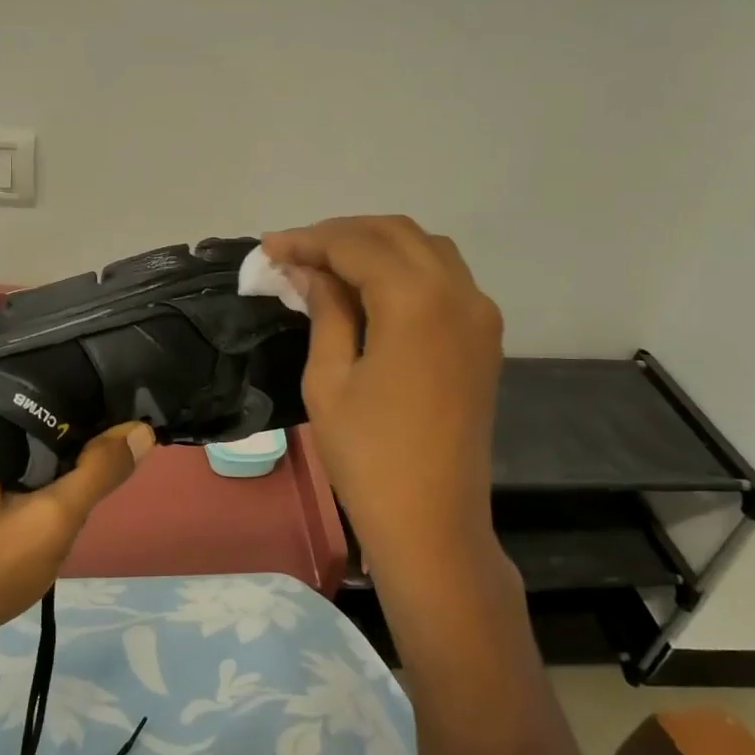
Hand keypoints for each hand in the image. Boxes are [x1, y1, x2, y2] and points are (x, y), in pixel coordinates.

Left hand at [0, 422, 155, 660]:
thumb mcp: (52, 520)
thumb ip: (97, 474)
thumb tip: (141, 430)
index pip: (46, 405)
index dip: (87, 412)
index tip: (120, 426)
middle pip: (30, 432)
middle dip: (68, 446)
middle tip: (104, 462)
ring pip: (16, 460)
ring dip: (47, 470)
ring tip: (81, 480)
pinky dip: (25, 488)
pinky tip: (39, 506)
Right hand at [262, 216, 502, 576]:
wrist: (432, 521)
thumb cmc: (368, 456)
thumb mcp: (329, 379)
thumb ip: (324, 309)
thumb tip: (307, 268)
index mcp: (416, 301)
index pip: (357, 245)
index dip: (309, 240)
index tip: (270, 248)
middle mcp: (458, 293)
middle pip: (396, 233)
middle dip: (342, 233)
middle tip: (295, 252)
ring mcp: (479, 314)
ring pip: (426, 248)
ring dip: (377, 245)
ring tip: (329, 263)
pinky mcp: (484, 336)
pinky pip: (445, 277)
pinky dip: (405, 268)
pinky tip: (371, 288)